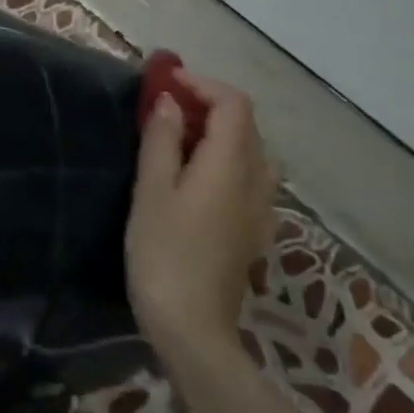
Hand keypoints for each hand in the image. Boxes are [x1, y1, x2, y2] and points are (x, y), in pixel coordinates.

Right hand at [125, 70, 278, 368]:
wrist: (193, 328)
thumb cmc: (164, 253)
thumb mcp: (152, 190)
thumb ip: (163, 140)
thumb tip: (170, 102)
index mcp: (232, 164)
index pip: (233, 104)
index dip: (202, 84)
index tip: (166, 83)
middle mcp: (257, 180)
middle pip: (246, 125)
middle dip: (209, 105)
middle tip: (166, 107)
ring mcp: (261, 208)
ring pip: (251, 151)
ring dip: (219, 133)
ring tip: (180, 138)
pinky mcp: (254, 230)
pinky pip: (249, 177)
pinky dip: (226, 160)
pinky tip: (197, 178)